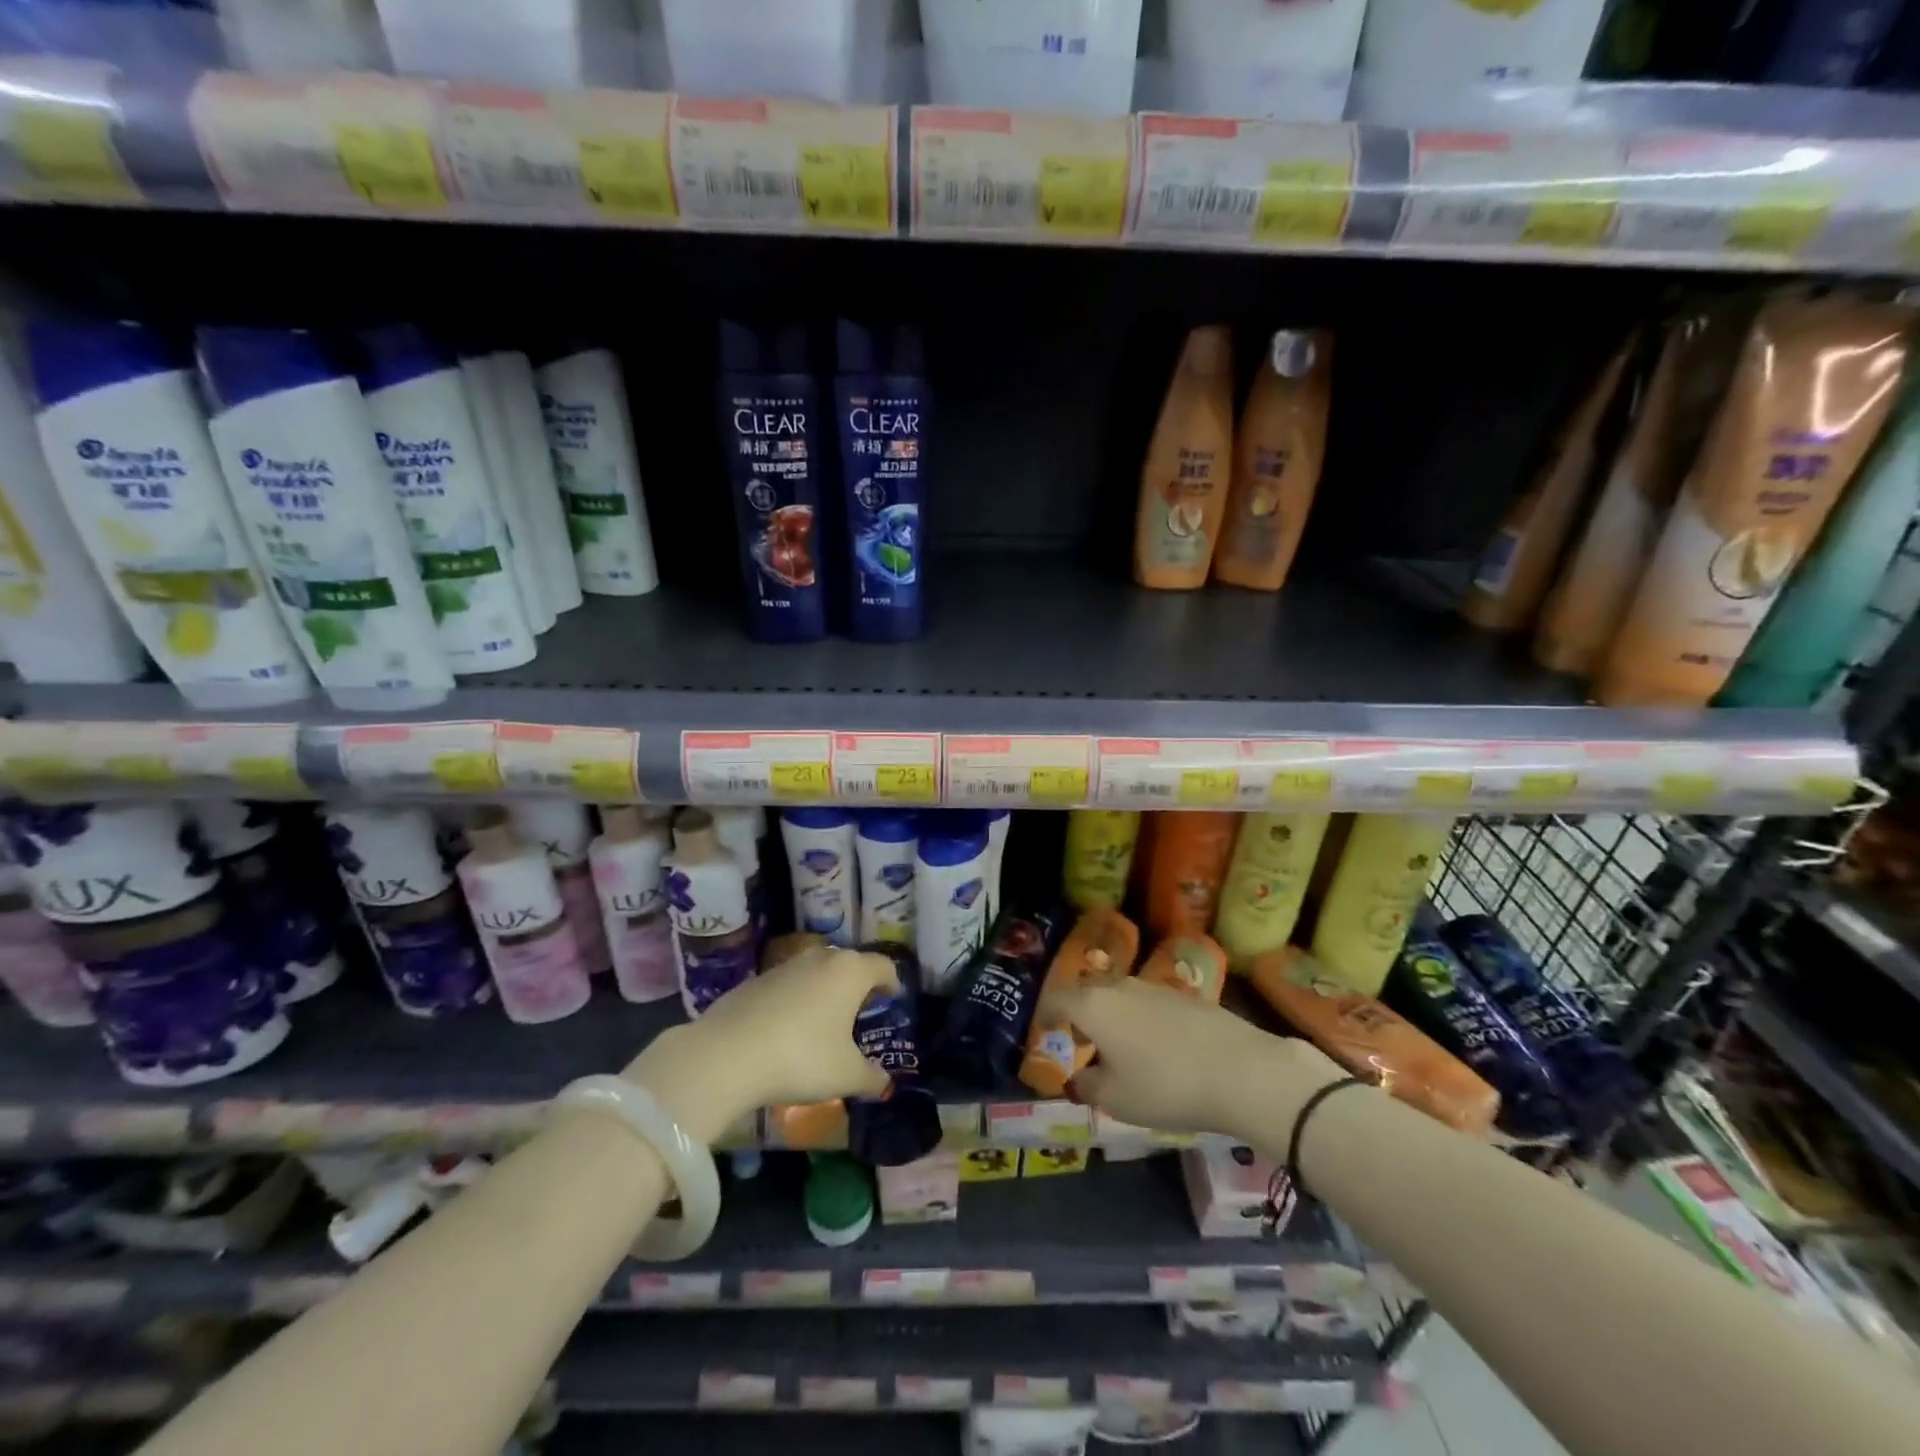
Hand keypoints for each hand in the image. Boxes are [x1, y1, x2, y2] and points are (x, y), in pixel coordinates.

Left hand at [623, 946, 897, 1143]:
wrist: (727, 1054)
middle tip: (860, 1011)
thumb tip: (885, 1083)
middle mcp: (821, 958)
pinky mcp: (755, 979)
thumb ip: (871, 1077)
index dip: (892, 981)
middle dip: (858, 984)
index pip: (883, 965)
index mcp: (850, 971)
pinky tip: (787, 1028)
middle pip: (849, 964)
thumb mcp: (845, 1075)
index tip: (892, 997)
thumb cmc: (801, 1058)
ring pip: (816, 971)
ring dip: (824, 990)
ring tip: (824, 1020)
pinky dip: (795, 999)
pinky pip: (787, 985)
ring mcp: (785, 965)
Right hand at [1055, 979, 1344, 1142]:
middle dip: (1079, 1013)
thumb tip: (1080, 1078)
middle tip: (1079, 1038)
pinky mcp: (1186, 996)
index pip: (1057, 1000)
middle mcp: (1119, 987)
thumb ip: (1088, 1086)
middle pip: (1088, 992)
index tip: (1042, 1029)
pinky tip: (1155, 1046)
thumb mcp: (1116, 1099)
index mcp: (1093, 1006)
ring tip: (1118, 1045)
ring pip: (1120, 996)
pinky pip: (1148, 1004)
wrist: (1241, 1070)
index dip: (1045, 1014)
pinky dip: (1140, 1020)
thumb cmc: (1165, 1086)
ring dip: (1112, 1015)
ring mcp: (1155, 987)